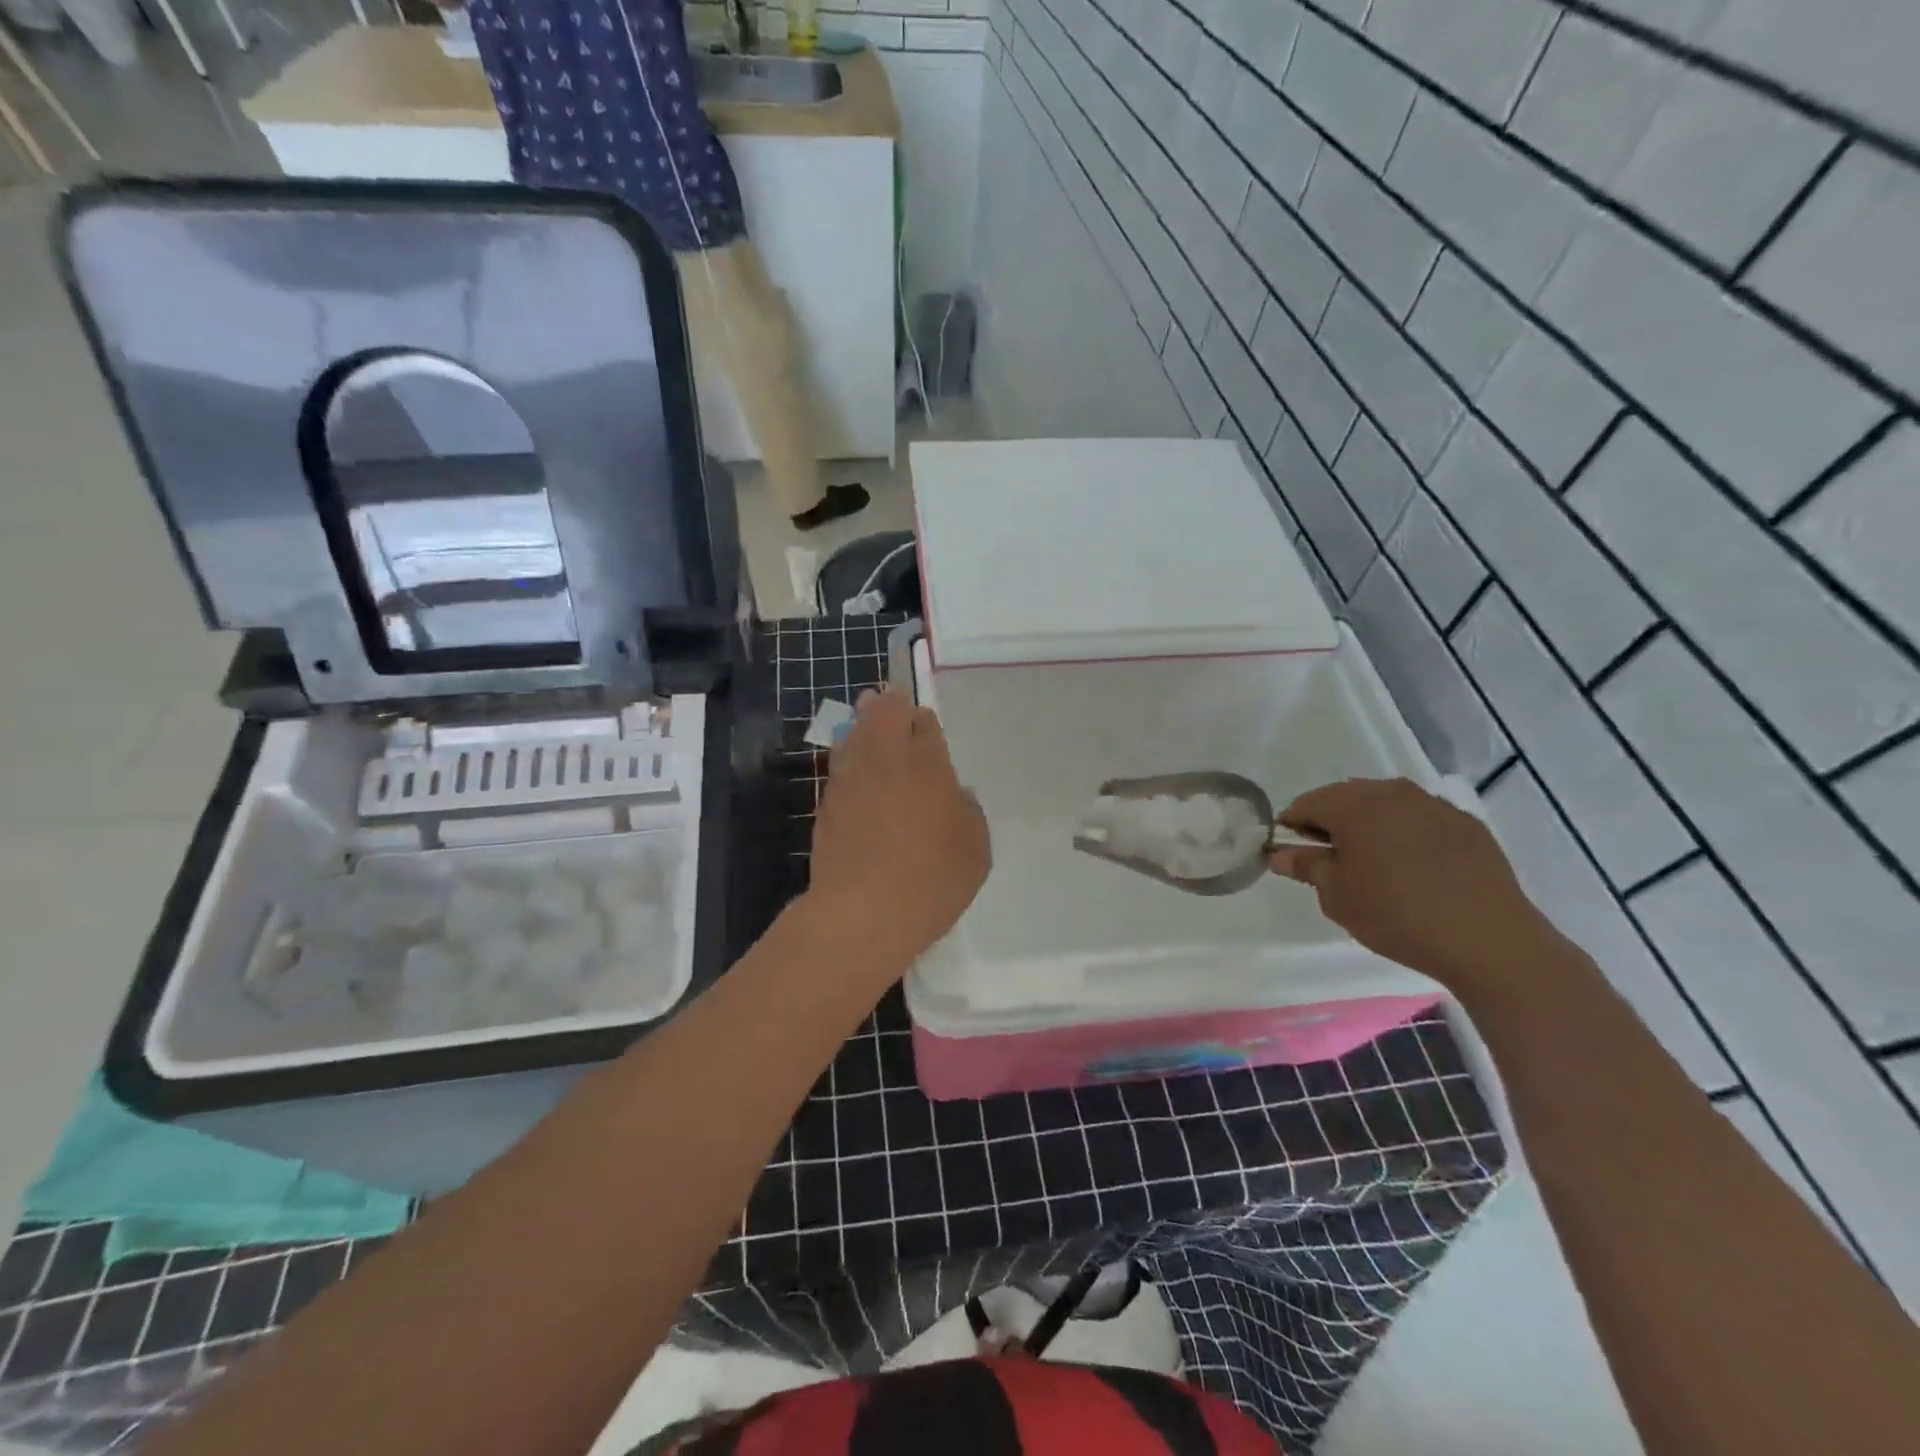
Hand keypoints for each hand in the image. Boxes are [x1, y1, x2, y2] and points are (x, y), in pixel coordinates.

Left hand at [803, 686, 990, 976]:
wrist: (863, 912)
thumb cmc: (932, 880)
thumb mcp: (975, 850)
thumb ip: (968, 814)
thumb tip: (956, 796)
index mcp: (928, 765)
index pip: (925, 724)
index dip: (924, 721)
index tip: (924, 724)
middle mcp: (887, 762)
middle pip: (883, 714)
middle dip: (889, 703)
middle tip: (890, 699)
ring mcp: (851, 781)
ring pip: (854, 734)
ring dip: (862, 723)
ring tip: (866, 716)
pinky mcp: (827, 805)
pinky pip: (838, 766)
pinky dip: (845, 756)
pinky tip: (850, 763)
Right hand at [1268, 778, 1562, 987]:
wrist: (1487, 939)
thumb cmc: (1395, 915)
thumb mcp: (1336, 895)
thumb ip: (1306, 866)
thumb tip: (1278, 852)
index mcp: (1353, 805)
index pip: (1308, 803)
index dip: (1291, 824)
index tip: (1288, 849)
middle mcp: (1392, 793)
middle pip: (1347, 797)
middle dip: (1330, 820)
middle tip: (1327, 856)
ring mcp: (1434, 805)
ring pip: (1386, 804)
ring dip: (1369, 823)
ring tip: (1369, 860)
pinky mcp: (1466, 824)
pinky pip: (1421, 818)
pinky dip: (1406, 832)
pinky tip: (1411, 865)